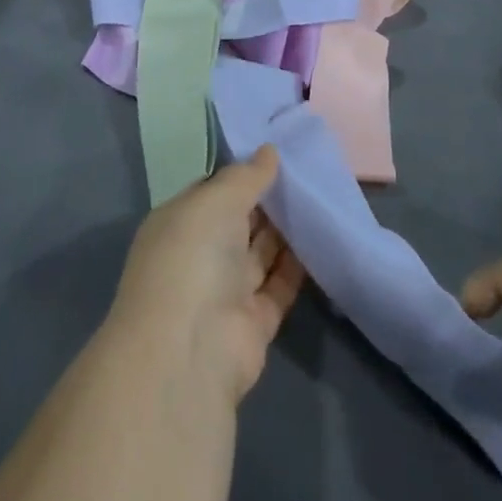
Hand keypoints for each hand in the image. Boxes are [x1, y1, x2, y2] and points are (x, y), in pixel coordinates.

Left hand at [109, 147, 306, 408]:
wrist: (191, 349)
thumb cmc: (192, 256)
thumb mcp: (216, 199)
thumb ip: (246, 176)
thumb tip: (269, 151)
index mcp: (179, 223)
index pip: (212, 191)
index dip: (242, 173)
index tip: (277, 153)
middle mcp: (199, 256)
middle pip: (239, 221)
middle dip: (268, 199)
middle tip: (308, 169)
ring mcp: (225, 292)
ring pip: (261, 252)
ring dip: (286, 229)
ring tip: (320, 195)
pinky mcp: (254, 323)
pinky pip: (280, 285)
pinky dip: (299, 265)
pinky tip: (322, 235)